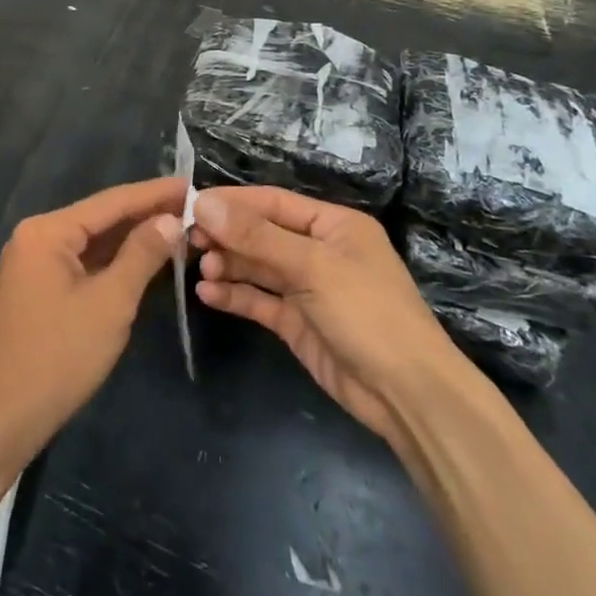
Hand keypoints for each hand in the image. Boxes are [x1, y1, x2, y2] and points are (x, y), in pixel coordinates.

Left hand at [0, 178, 186, 460]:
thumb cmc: (57, 358)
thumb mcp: (109, 304)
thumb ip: (141, 255)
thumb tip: (170, 219)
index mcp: (47, 232)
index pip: (110, 201)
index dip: (154, 193)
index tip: (193, 184)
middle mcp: (35, 239)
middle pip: (99, 219)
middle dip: (144, 215)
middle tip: (193, 208)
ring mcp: (32, 267)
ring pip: (90, 244)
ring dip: (130, 239)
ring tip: (176, 228)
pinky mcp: (35, 292)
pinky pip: (80, 265)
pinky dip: (111, 263)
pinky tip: (141, 262)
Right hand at [191, 186, 464, 443]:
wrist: (406, 393)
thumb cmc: (367, 312)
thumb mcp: (312, 266)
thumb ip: (256, 236)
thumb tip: (203, 203)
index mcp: (333, 225)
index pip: (273, 203)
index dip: (233, 202)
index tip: (191, 204)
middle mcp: (319, 251)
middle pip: (262, 234)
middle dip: (227, 236)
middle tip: (188, 240)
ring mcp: (308, 288)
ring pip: (257, 267)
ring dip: (228, 265)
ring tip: (200, 269)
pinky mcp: (297, 322)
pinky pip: (259, 300)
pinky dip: (234, 294)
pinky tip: (208, 293)